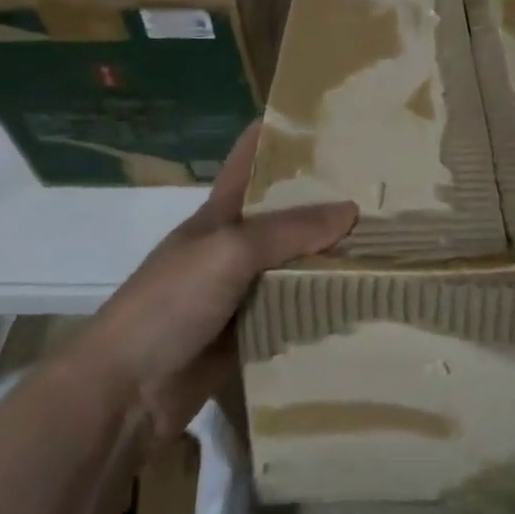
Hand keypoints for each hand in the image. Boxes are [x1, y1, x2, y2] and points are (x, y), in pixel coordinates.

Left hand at [74, 122, 357, 436]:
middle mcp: (234, 246)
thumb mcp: (229, 251)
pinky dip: (321, 306)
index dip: (282, 136)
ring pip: (295, 265)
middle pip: (285, 215)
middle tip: (381, 188)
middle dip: (326, 201)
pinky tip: (362, 300)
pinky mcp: (251, 334)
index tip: (329, 121)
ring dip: (331, 258)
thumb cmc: (170, 302)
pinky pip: (293, 311)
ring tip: (389, 242)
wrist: (125, 392)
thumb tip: (350, 210)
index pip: (252, 159)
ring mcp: (242, 292)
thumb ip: (289, 231)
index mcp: (221, 212)